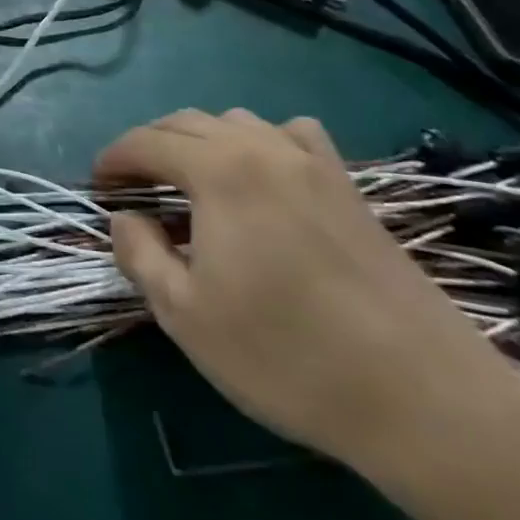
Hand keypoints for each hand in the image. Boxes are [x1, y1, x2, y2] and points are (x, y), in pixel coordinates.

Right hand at [101, 109, 519, 492]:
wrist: (423, 397)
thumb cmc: (285, 355)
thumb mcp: (185, 314)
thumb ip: (139, 254)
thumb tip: (125, 218)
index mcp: (219, 171)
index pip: (145, 142)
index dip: (112, 160)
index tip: (96, 189)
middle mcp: (263, 148)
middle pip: (186, 122)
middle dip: (148, 147)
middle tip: (132, 189)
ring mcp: (313, 162)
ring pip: (237, 122)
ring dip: (198, 142)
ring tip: (189, 185)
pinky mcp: (349, 186)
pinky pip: (292, 135)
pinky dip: (259, 142)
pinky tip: (262, 175)